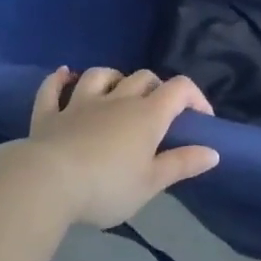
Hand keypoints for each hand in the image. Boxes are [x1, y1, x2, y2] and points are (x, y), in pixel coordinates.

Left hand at [11, 66, 218, 227]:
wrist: (47, 184)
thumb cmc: (107, 186)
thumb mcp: (151, 183)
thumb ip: (182, 164)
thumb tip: (214, 152)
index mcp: (147, 115)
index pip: (180, 89)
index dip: (195, 97)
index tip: (201, 119)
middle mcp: (117, 100)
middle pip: (143, 77)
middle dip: (156, 87)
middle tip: (158, 110)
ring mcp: (80, 103)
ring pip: (100, 75)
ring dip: (113, 77)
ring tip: (117, 90)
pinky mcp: (49, 115)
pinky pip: (52, 89)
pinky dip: (59, 79)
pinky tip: (63, 74)